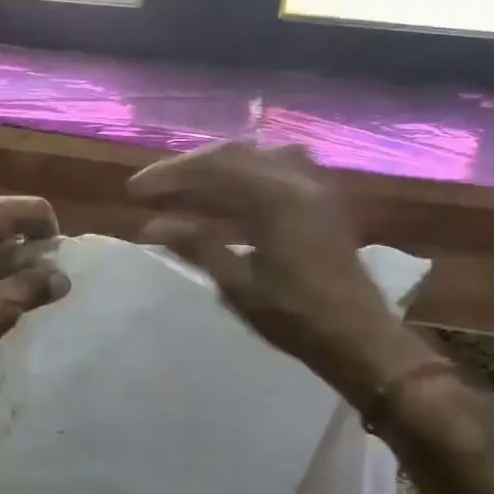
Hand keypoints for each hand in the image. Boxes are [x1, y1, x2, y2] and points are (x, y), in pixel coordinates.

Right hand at [128, 143, 436, 398]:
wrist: (359, 338)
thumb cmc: (295, 317)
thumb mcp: (238, 284)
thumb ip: (197, 246)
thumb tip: (153, 227)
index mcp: (276, 197)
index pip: (212, 168)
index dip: (169, 175)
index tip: (135, 190)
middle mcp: (297, 179)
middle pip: (233, 154)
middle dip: (190, 167)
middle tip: (156, 187)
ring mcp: (314, 187)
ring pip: (256, 158)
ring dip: (218, 167)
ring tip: (187, 187)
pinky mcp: (322, 201)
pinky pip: (278, 170)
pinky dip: (246, 175)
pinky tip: (229, 195)